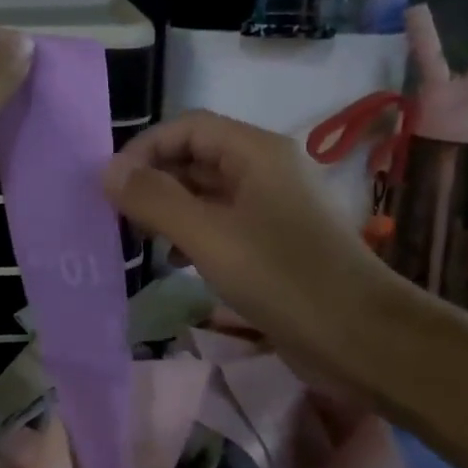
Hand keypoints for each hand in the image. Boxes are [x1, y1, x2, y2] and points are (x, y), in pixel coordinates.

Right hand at [104, 111, 394, 353]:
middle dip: (153, 180)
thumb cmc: (282, 277)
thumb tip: (107, 171)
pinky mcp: (271, 243)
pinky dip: (190, 234)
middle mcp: (264, 170)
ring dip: (168, 209)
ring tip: (140, 240)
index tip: (110, 186)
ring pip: (205, 193)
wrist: (360, 339)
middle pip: (195, 157)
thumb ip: (155, 199)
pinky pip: (220, 224)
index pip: (187, 127)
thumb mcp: (208, 236)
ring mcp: (269, 208)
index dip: (144, 148)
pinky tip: (174, 261)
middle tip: (117, 217)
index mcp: (256, 152)